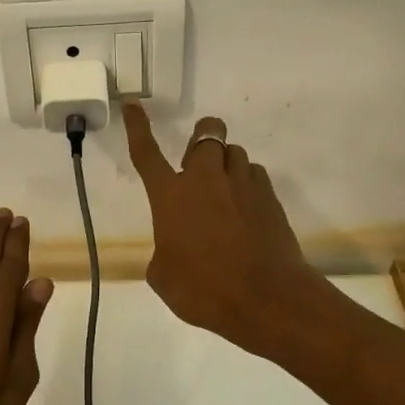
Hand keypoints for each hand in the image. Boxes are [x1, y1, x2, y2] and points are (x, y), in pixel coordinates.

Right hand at [124, 104, 322, 354]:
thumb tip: (176, 246)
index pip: (146, 153)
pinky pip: (255, 176)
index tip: (134, 106)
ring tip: (225, 193)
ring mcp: (243, 184)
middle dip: (202, 138)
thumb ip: (165, 251)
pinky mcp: (270, 197)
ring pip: (234, 153)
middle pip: (207, 134)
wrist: (266, 299)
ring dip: (225, 164)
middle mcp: (206, 180)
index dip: (138, 127)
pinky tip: (246, 210)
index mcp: (171, 196)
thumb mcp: (164, 277)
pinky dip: (247, 184)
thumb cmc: (204, 290)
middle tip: (198, 163)